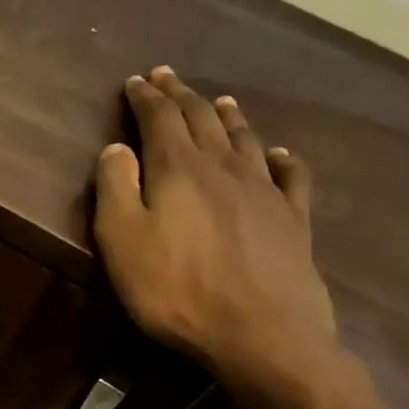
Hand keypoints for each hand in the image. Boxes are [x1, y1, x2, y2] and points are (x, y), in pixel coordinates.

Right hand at [94, 66, 339, 398]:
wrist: (260, 331)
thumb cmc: (175, 289)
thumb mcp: (122, 241)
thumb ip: (115, 188)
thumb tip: (117, 147)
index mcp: (178, 169)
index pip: (160, 119)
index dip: (146, 97)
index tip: (136, 80)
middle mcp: (224, 167)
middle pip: (202, 120)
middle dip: (181, 96)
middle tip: (168, 77)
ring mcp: (264, 191)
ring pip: (244, 139)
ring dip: (227, 116)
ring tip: (219, 100)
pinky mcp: (292, 219)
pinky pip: (289, 176)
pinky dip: (281, 158)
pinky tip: (280, 153)